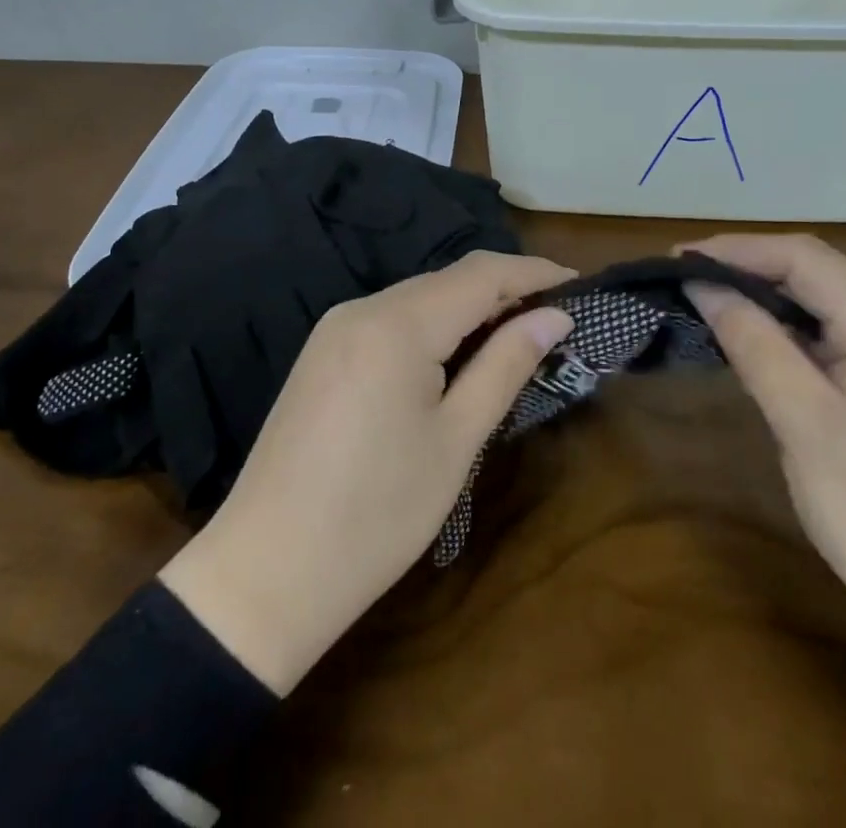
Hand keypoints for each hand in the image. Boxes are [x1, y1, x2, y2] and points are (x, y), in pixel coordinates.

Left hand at [158, 251, 574, 693]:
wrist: (266, 571)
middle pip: (448, 280)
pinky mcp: (322, 352)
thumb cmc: (376, 514)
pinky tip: (453, 355)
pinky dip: (432, 325)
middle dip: (504, 290)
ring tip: (515, 336)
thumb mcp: (455, 440)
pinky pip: (390, 319)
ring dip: (469, 308)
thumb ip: (505, 365)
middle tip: (555, 318)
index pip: (481, 274)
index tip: (580, 284)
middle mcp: (362, 308)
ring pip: (418, 297)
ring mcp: (335, 327)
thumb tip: (554, 317)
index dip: (534, 272)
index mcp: (398, 324)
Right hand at [680, 233, 845, 713]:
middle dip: (750, 271)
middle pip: (821, 274)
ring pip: (833, 304)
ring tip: (712, 306)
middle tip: (686, 283)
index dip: (736, 251)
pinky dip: (799, 332)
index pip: (805, 258)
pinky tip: (765, 344)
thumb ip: (753, 343)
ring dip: (772, 301)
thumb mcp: (805, 426)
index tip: (676, 260)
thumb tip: (703, 285)